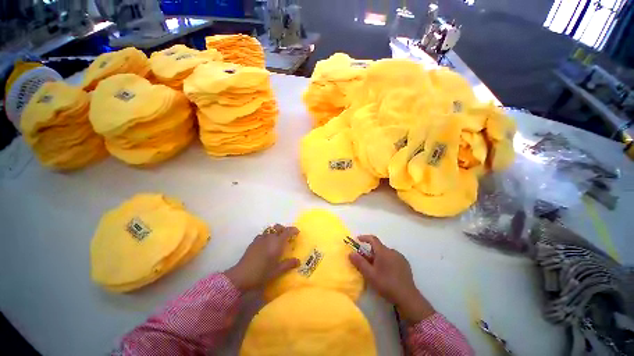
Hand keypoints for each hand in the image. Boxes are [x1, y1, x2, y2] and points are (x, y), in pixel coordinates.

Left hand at [225, 224, 299, 291]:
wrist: (241, 276)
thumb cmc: (261, 273)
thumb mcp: (277, 271)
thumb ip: (288, 264)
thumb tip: (298, 261)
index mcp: (277, 242)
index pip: (287, 231)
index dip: (293, 230)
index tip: (297, 233)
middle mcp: (269, 237)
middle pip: (278, 227)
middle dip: (284, 229)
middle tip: (287, 237)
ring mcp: (260, 239)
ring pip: (270, 230)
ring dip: (275, 232)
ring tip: (277, 240)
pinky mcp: (253, 242)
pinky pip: (263, 235)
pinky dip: (267, 236)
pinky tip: (266, 245)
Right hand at [349, 235, 434, 323]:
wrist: (407, 297)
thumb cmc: (386, 284)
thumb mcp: (369, 274)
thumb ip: (359, 262)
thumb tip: (351, 253)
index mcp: (383, 251)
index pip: (372, 239)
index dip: (364, 238)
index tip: (358, 240)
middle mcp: (392, 251)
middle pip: (379, 247)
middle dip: (371, 252)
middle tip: (366, 262)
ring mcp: (400, 257)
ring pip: (386, 253)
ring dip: (379, 257)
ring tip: (376, 270)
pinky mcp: (405, 264)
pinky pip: (393, 258)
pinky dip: (387, 261)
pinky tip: (387, 273)